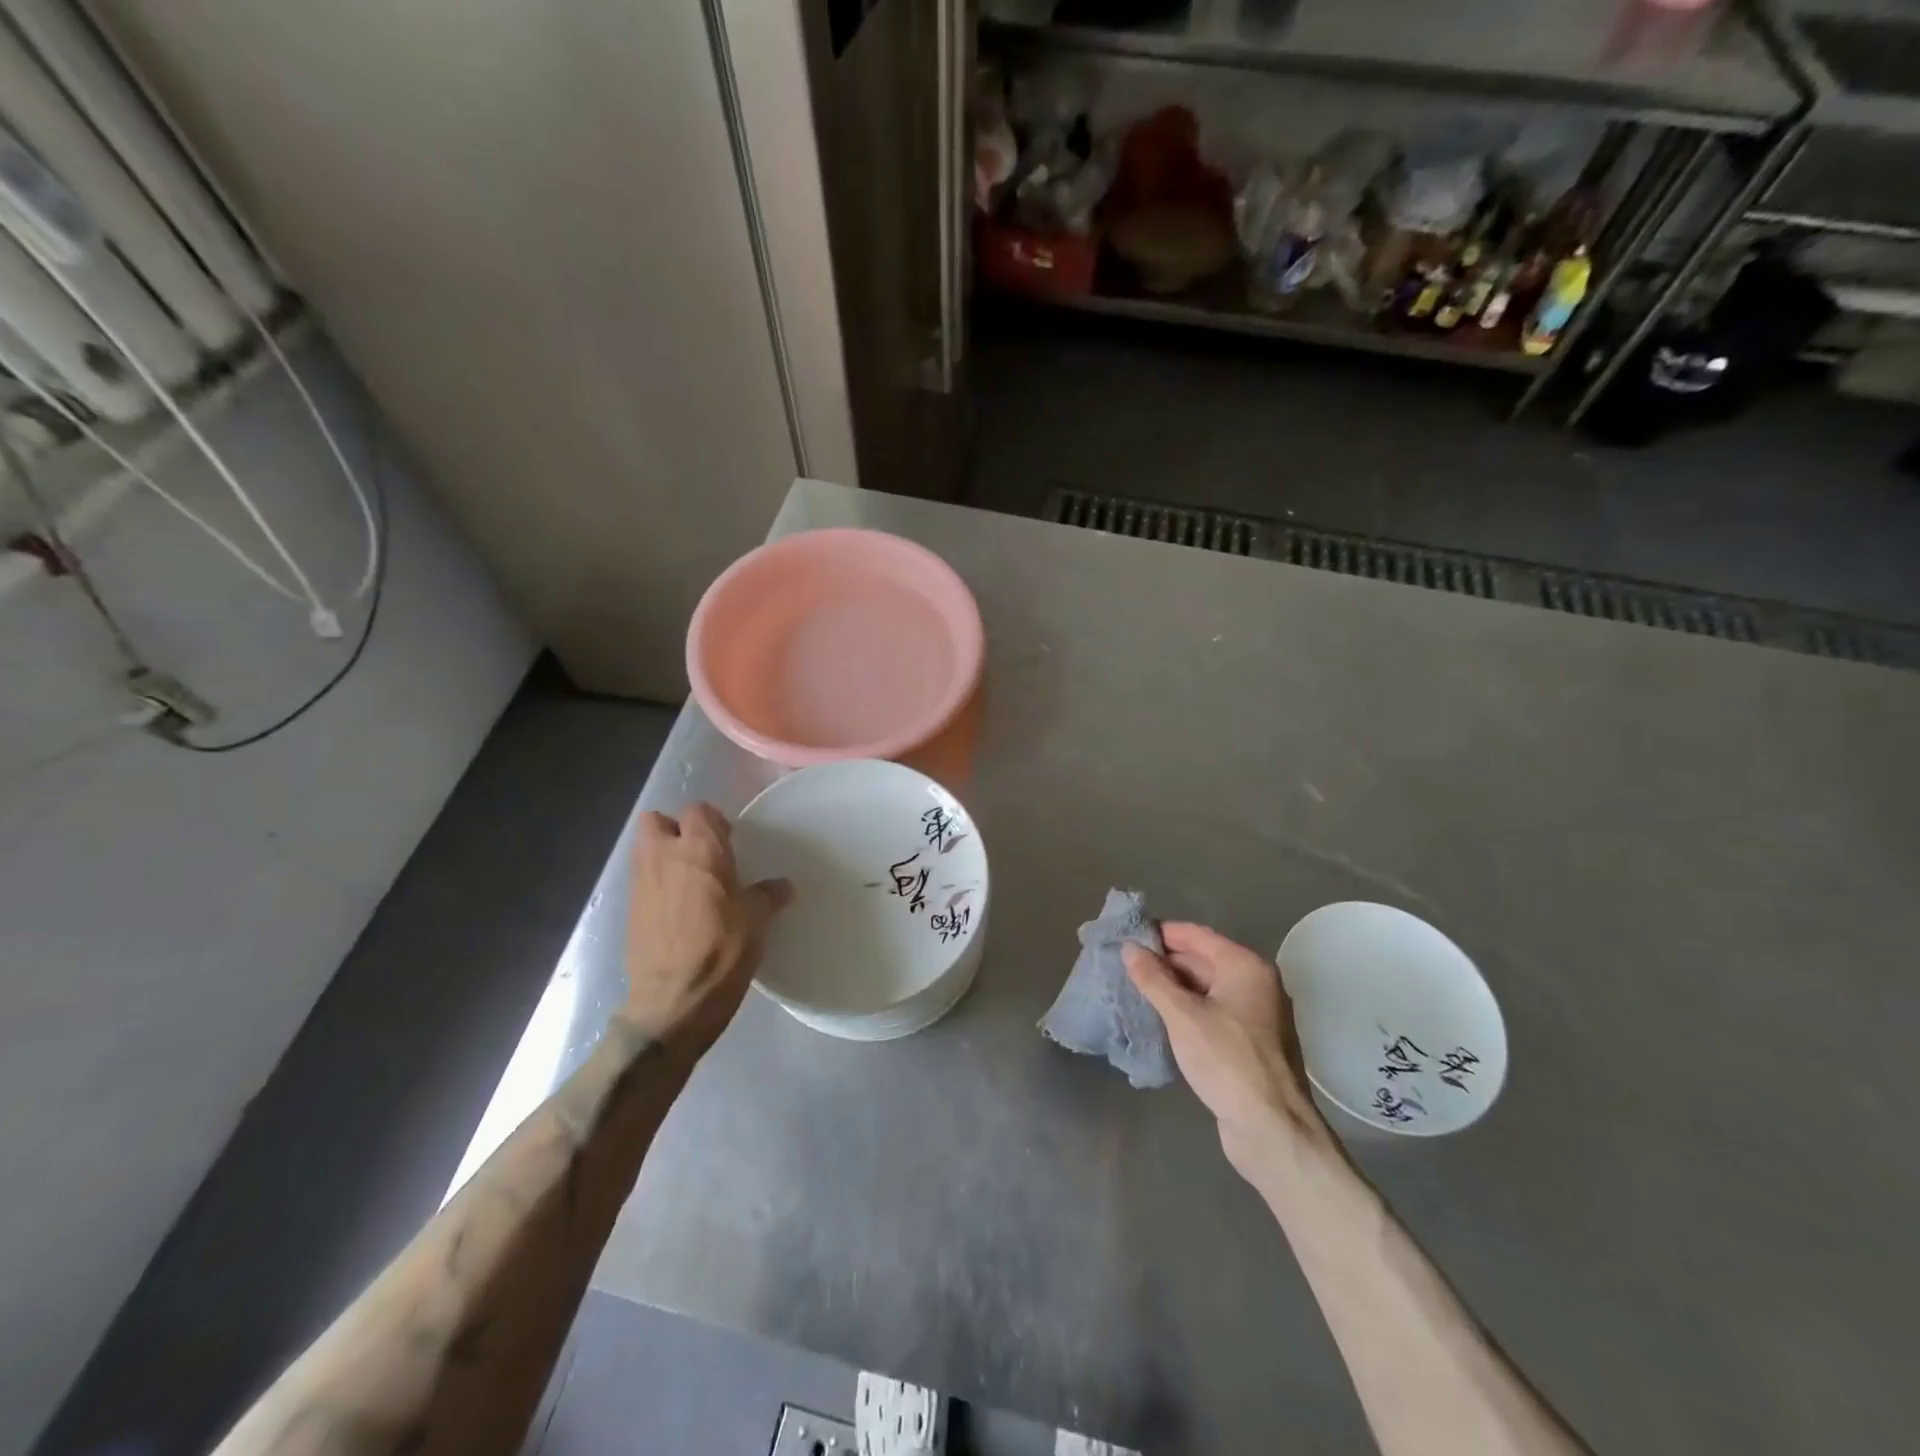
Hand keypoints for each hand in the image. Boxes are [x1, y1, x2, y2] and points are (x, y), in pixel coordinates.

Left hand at [625, 803, 790, 1056]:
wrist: (673, 1002)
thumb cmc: (722, 952)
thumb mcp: (757, 922)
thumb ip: (767, 896)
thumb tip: (782, 887)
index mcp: (700, 850)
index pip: (698, 810)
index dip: (713, 821)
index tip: (730, 841)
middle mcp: (664, 857)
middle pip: (656, 821)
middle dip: (675, 829)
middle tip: (702, 853)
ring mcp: (641, 883)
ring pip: (644, 849)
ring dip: (662, 855)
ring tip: (690, 880)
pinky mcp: (629, 911)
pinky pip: (641, 880)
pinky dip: (656, 884)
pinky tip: (677, 909)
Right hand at [1124, 923, 1328, 1179]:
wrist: (1272, 1129)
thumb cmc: (1227, 1060)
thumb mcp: (1182, 1015)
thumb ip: (1153, 979)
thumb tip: (1130, 949)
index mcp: (1245, 966)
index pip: (1196, 935)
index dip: (1161, 933)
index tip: (1127, 936)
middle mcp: (1255, 983)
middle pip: (1202, 960)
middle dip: (1163, 962)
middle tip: (1123, 965)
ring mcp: (1255, 1015)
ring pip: (1206, 989)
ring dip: (1172, 988)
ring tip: (1133, 989)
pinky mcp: (1249, 1043)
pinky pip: (1211, 1013)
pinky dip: (1186, 1011)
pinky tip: (1158, 1019)